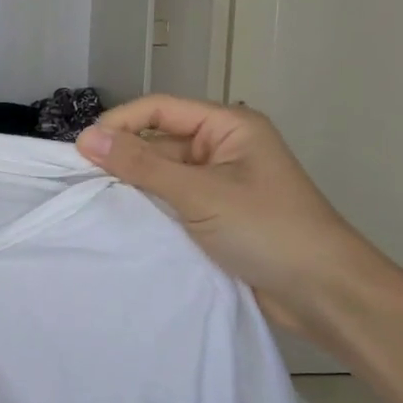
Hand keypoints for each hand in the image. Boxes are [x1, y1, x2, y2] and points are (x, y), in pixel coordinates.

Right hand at [77, 96, 396, 340]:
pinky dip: (148, 209)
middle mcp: (221, 149)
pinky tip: (121, 223)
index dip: (119, 124)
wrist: (322, 293)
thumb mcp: (200, 193)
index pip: (159, 109)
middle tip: (81, 183)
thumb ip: (141, 165)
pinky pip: (170, 202)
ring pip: (161, 174)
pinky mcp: (214, 217)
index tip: (80, 152)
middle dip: (122, 158)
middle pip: (157, 141)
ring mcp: (218, 184)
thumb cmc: (267, 230)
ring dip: (133, 187)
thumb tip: (86, 138)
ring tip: (94, 204)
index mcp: (228, 127)